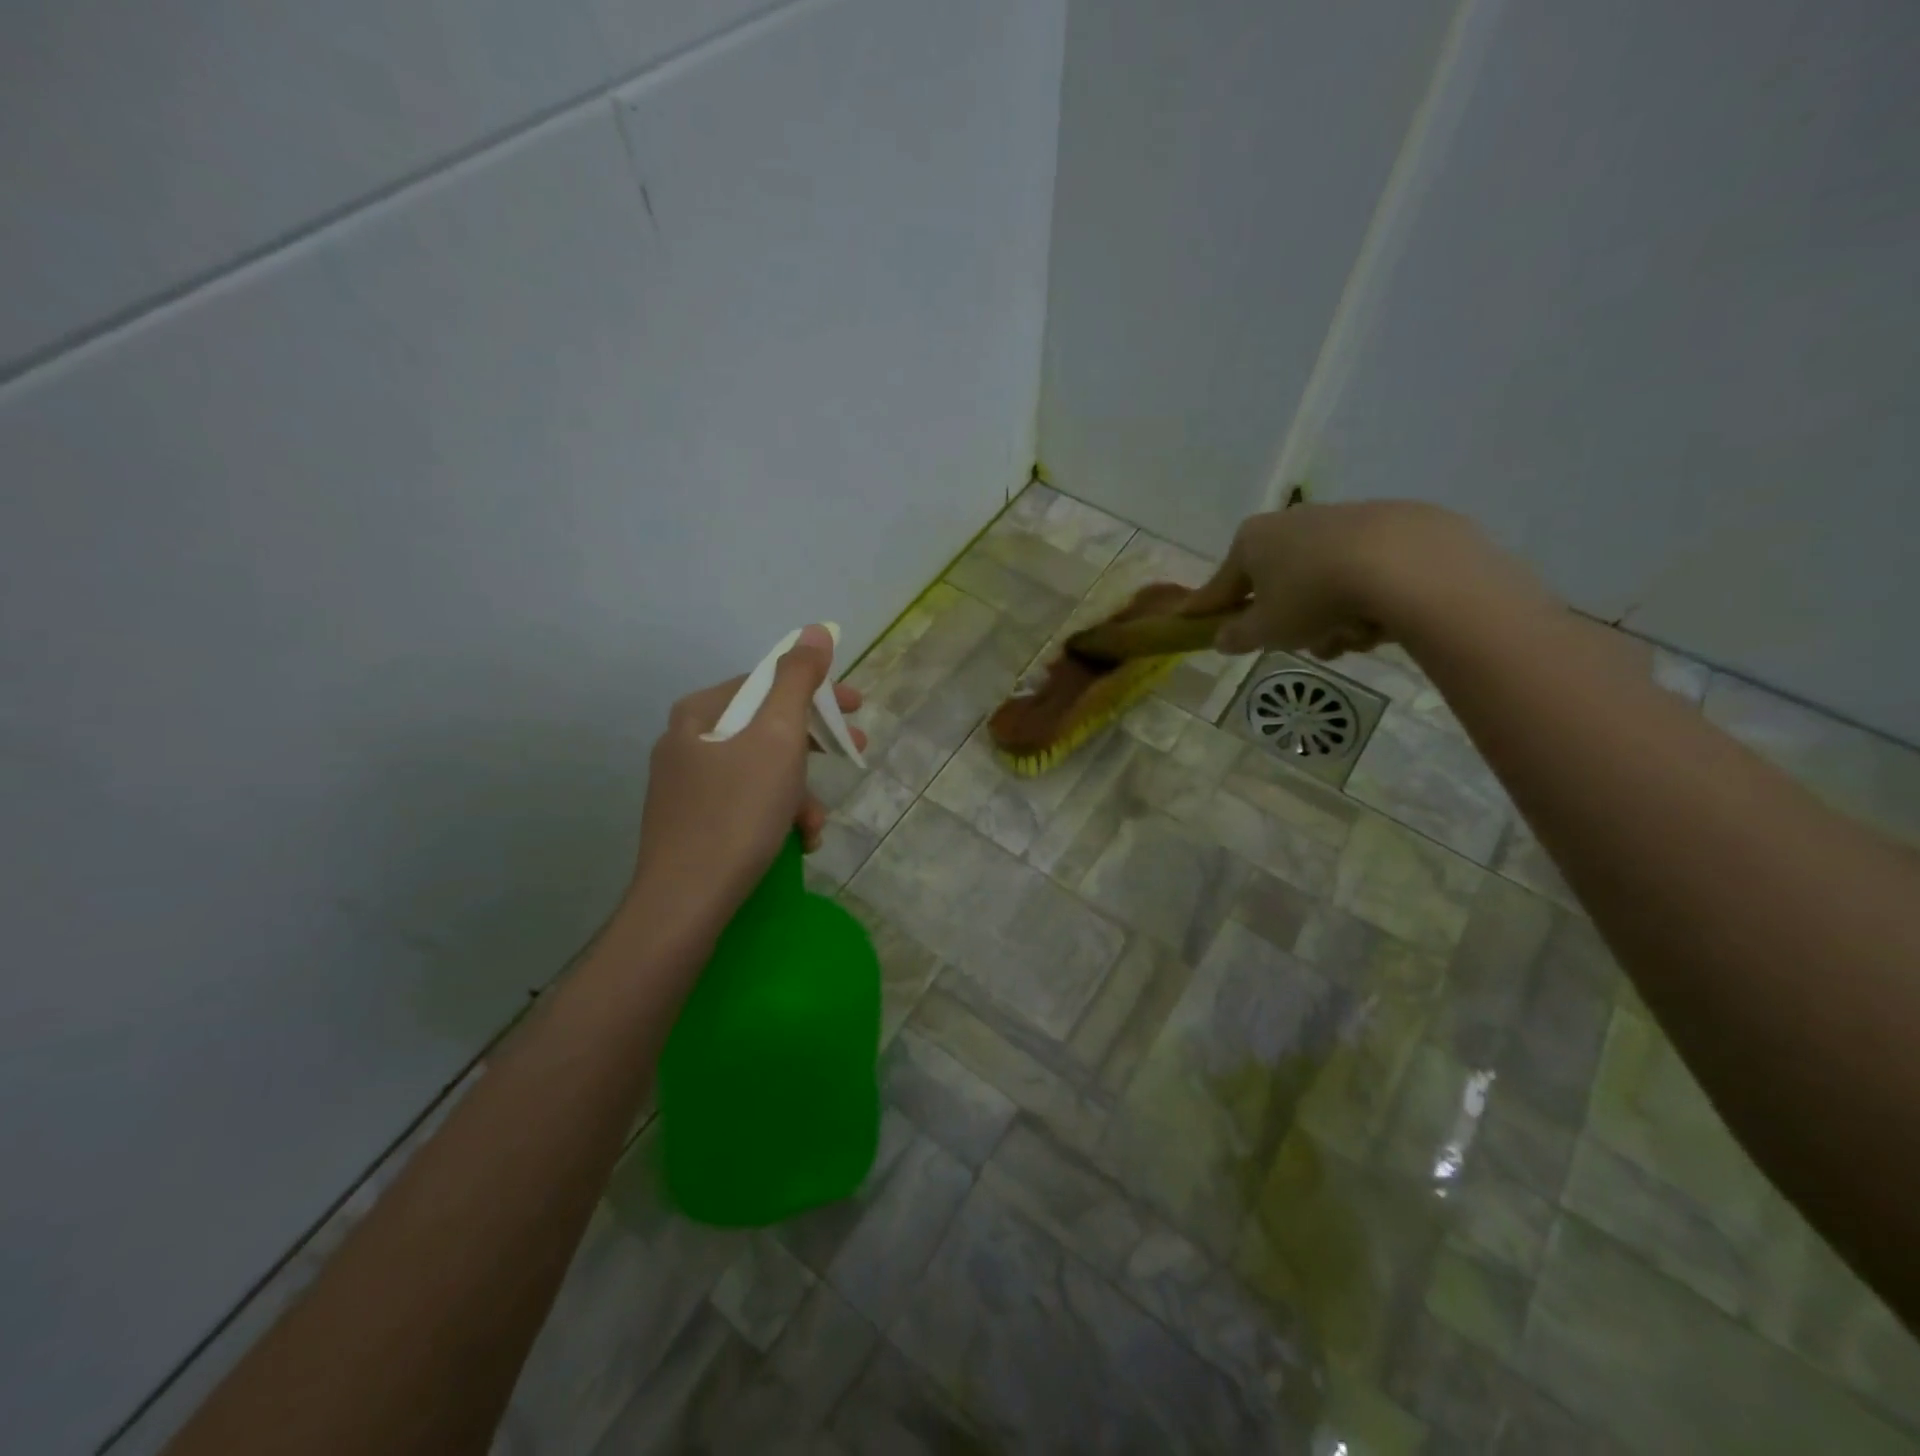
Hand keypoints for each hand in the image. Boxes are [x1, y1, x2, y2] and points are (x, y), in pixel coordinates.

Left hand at [629, 624, 865, 923]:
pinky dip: (776, 815)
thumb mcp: (777, 738)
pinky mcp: (691, 824)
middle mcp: (687, 741)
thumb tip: (815, 630)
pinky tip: (795, 843)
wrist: (685, 903)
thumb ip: (798, 679)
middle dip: (815, 746)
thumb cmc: (737, 812)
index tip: (856, 708)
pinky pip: (745, 803)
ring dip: (799, 792)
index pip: (769, 683)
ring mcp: (685, 786)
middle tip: (856, 752)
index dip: (818, 692)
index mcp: (701, 713)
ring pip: (760, 770)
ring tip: (815, 825)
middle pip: (767, 727)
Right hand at [1185, 500, 1528, 657]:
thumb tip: (1222, 638)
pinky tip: (1379, 620)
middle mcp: (1291, 522)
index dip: (1206, 608)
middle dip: (1289, 622)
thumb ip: (1238, 636)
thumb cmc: (1313, 596)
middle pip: (1277, 586)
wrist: (1405, 564)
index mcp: (1252, 540)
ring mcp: (1340, 520)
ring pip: (1320, 585)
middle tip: (1303, 645)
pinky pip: (1359, 575)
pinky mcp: (1388, 527)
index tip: (1189, 619)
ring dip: (1328, 619)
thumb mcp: (1266, 630)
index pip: (1221, 584)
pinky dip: (1362, 601)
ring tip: (1349, 638)